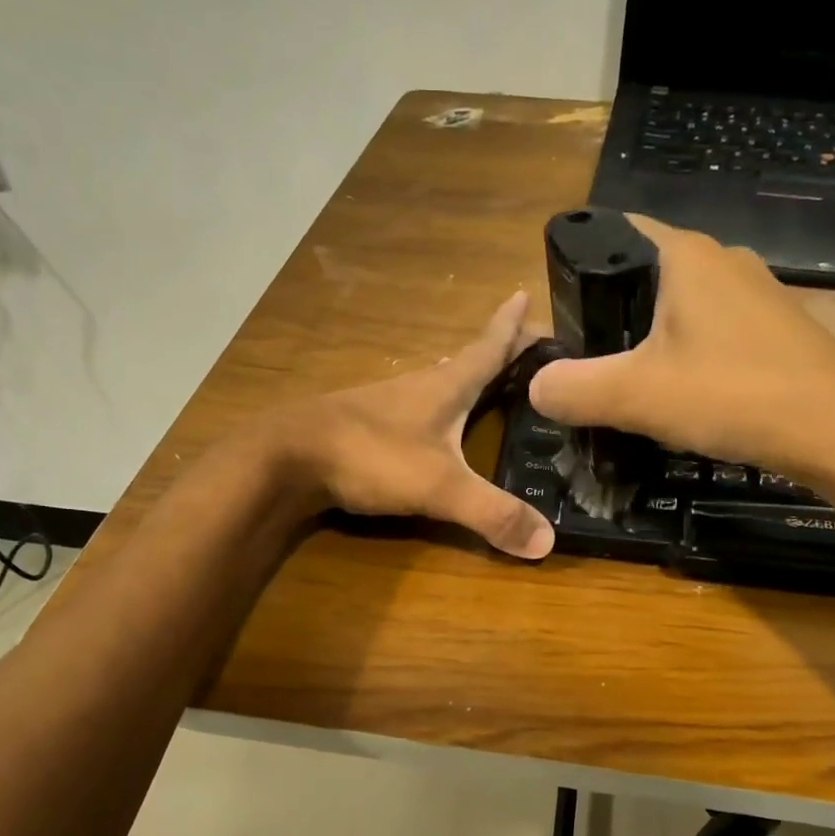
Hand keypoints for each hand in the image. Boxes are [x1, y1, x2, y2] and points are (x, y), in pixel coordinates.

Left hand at [273, 291, 556, 559]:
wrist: (286, 458)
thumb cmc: (370, 456)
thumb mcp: (440, 486)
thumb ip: (493, 513)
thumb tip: (548, 542)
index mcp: (446, 386)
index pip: (489, 346)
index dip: (512, 325)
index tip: (527, 293)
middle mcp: (420, 385)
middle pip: (468, 361)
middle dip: (498, 351)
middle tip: (529, 348)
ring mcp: (389, 403)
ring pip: (441, 383)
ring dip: (468, 378)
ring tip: (492, 384)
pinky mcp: (368, 425)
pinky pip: (418, 407)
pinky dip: (440, 407)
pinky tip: (439, 426)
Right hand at [528, 214, 834, 470]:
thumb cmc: (733, 395)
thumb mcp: (636, 396)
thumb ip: (574, 389)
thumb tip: (536, 388)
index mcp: (685, 255)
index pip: (616, 230)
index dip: (581, 262)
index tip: (560, 311)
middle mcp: (723, 260)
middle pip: (646, 272)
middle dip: (612, 311)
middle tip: (587, 359)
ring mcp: (757, 294)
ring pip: (683, 306)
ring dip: (652, 338)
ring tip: (630, 383)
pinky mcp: (778, 329)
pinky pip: (715, 330)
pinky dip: (690, 354)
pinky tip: (685, 395)